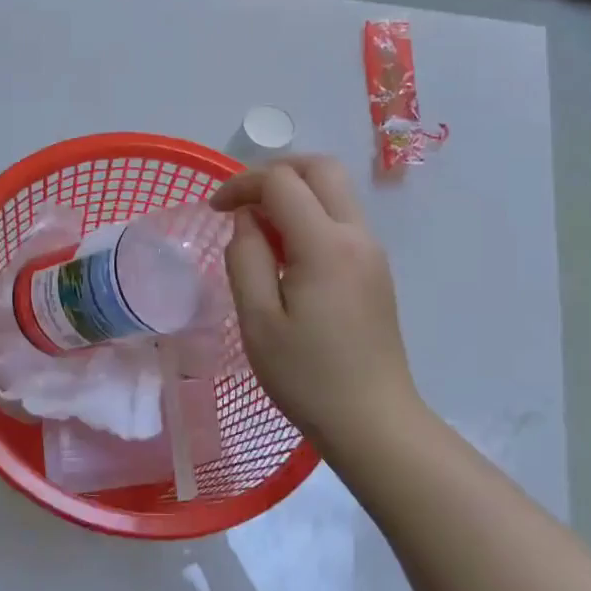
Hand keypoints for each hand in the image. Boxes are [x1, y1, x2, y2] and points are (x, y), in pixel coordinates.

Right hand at [210, 157, 421, 458]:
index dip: (242, 184)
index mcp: (326, 245)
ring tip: (259, 234)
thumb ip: (246, 258)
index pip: (282, 181)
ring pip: (335, 192)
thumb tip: (247, 220)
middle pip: (321, 168)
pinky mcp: (376, 270)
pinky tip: (287, 257)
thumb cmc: (307, 377)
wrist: (373, 421)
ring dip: (294, 194)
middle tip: (241, 204)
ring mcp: (372, 252)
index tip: (214, 210)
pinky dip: (310, 217)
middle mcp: (357, 236)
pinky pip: (342, 221)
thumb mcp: (258, 321)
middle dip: (275, 172)